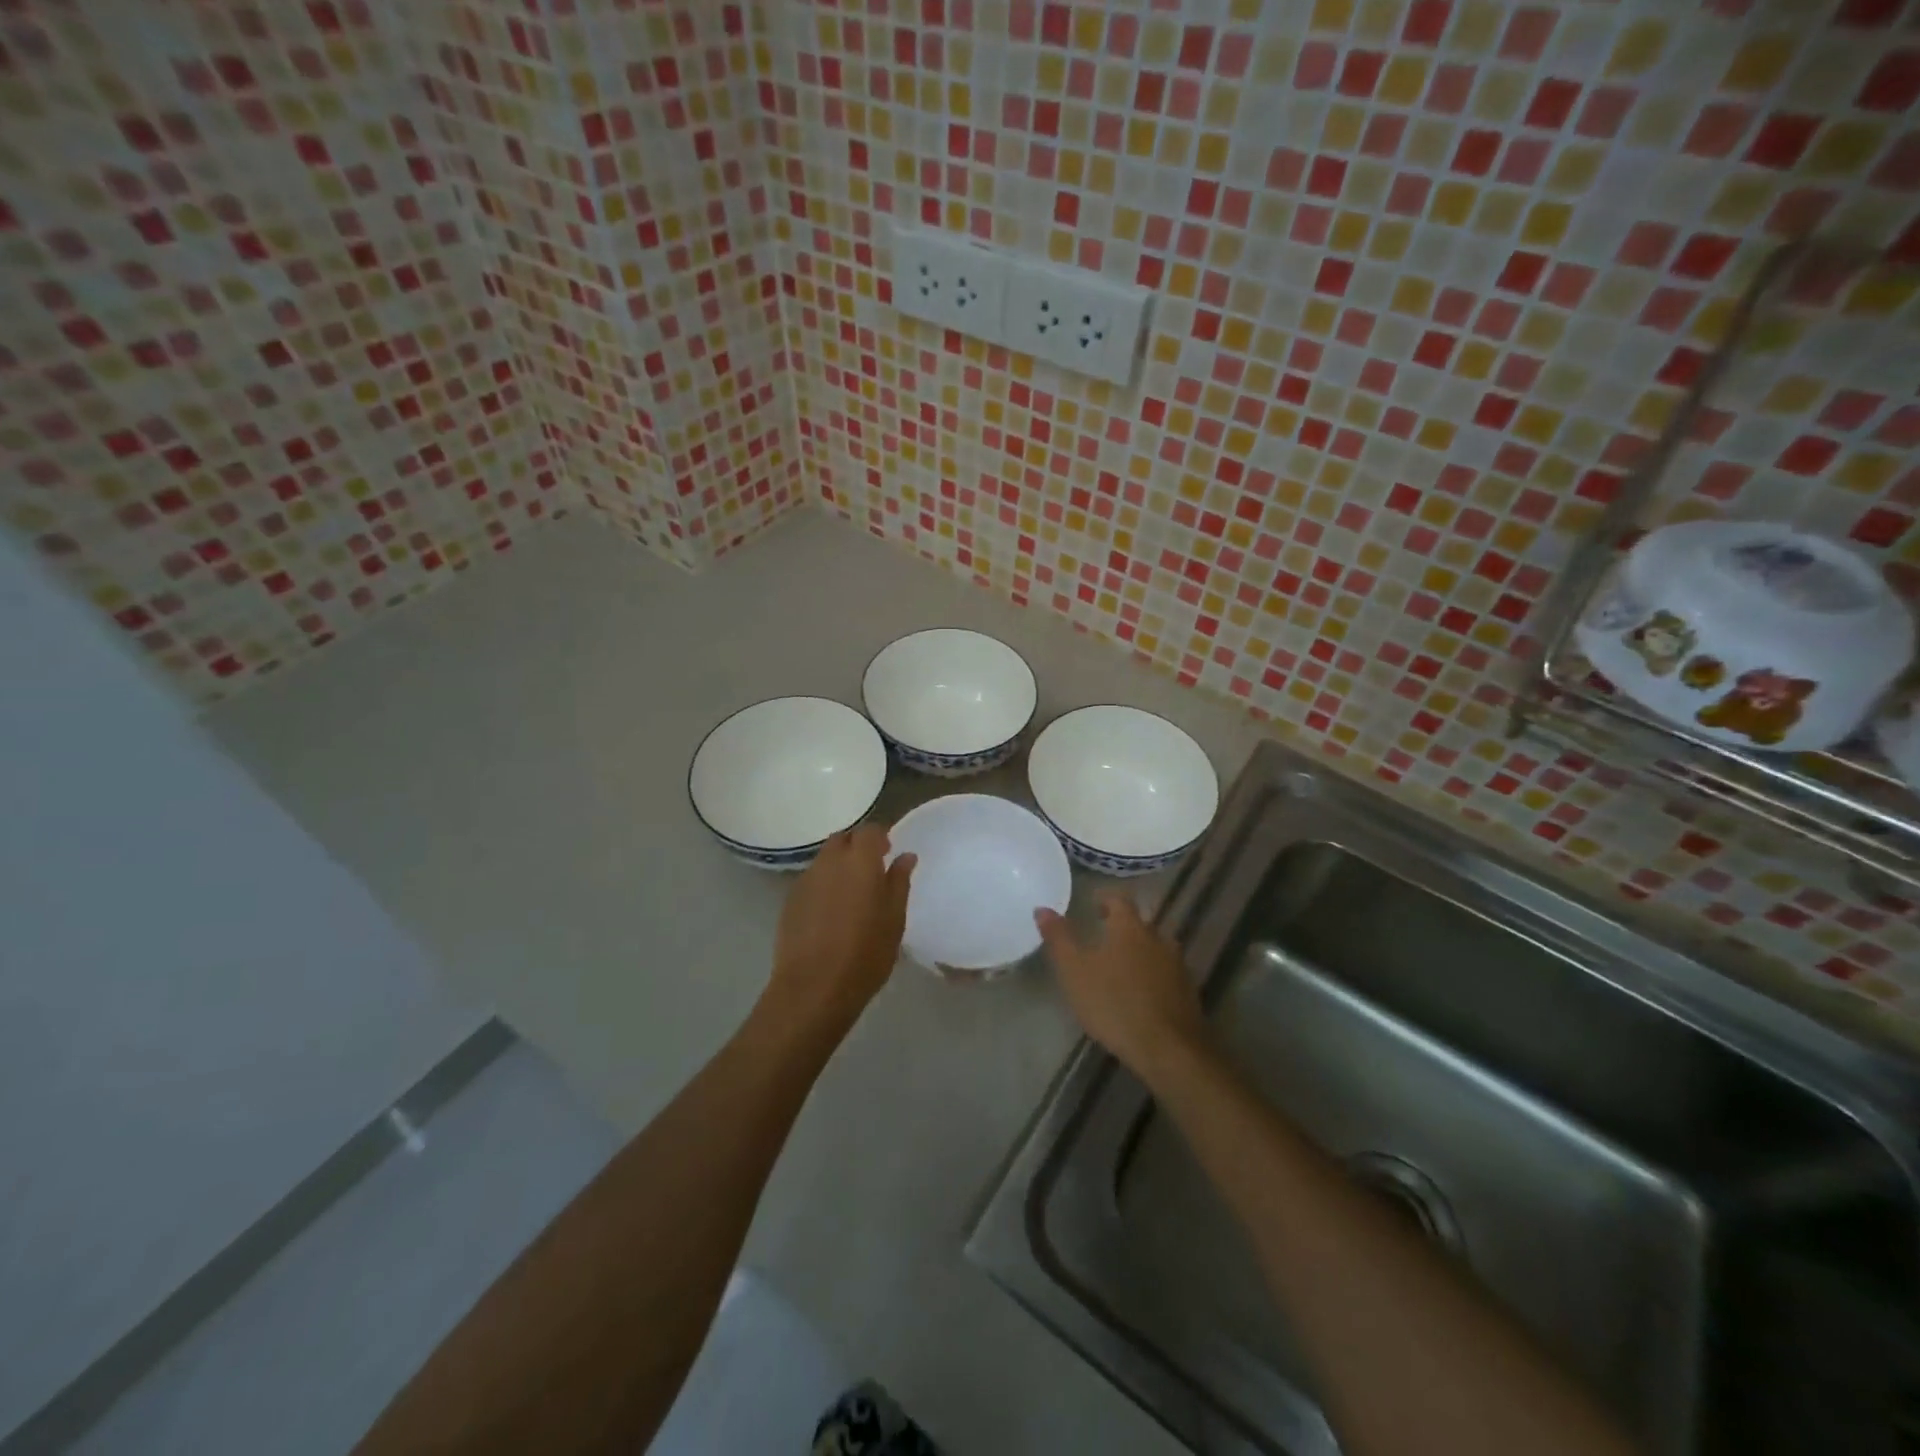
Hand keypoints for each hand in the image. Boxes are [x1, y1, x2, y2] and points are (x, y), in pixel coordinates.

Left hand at [768, 825, 914, 1031]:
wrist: (813, 987)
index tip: (889, 851)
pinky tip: (831, 911)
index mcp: (859, 861)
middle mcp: (829, 862)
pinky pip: (811, 881)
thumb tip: (905, 857)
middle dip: (856, 847)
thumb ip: (899, 882)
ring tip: (851, 893)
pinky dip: (824, 885)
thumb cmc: (865, 954)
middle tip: (871, 870)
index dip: (880, 837)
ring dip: (839, 866)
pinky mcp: (790, 901)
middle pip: (842, 840)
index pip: (869, 831)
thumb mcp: (894, 920)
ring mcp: (805, 880)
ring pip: (824, 860)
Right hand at [1036, 894, 1206, 1082]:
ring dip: (1139, 951)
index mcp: (1130, 927)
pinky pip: (1166, 972)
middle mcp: (1158, 938)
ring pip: (1155, 948)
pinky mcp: (1188, 992)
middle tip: (1102, 935)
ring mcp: (1177, 965)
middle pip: (1140, 923)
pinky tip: (1141, 992)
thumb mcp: (1074, 972)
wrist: (1168, 1049)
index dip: (1105, 899)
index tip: (1093, 903)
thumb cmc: (1114, 1004)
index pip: (1119, 900)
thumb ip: (1058, 938)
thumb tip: (1042, 908)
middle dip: (1122, 926)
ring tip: (1120, 965)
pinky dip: (1153, 974)